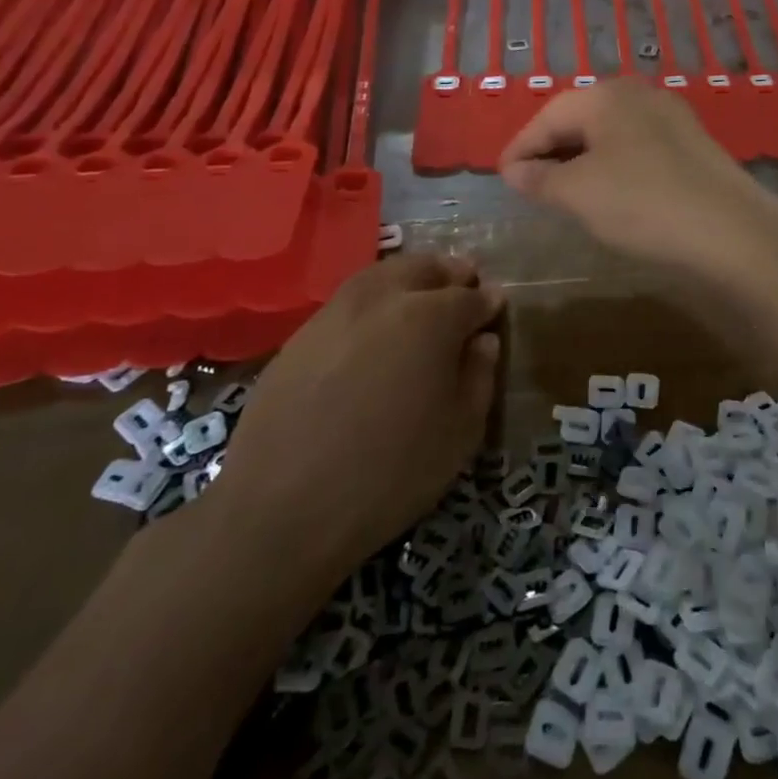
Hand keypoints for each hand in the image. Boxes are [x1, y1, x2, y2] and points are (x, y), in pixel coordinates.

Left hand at [208, 254, 502, 592]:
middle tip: (464, 286)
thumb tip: (482, 341)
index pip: (471, 296)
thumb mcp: (460, 433)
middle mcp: (384, 298)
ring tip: (419, 298)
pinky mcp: (300, 334)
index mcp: (431, 317)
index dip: (488, 302)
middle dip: (450, 273)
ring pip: (382, 275)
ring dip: (409, 278)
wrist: (281, 510)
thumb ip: (479, 376)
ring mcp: (336, 312)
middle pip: (425, 267)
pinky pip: (348, 302)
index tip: (496, 307)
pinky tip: (374, 329)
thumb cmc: (390, 474)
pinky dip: (372, 301)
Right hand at [499, 78, 777, 280]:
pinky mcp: (692, 144)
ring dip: (582, 159)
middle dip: (551, 150)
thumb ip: (540, 178)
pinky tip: (610, 192)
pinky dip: (613, 165)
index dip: (520, 147)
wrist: (731, 231)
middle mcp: (640, 94)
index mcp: (607, 95)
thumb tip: (514, 170)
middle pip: (580, 118)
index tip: (501, 177)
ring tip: (563, 192)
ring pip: (610, 133)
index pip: (548, 115)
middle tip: (529, 185)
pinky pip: (637, 147)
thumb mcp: (579, 193)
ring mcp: (672, 116)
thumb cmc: (642, 203)